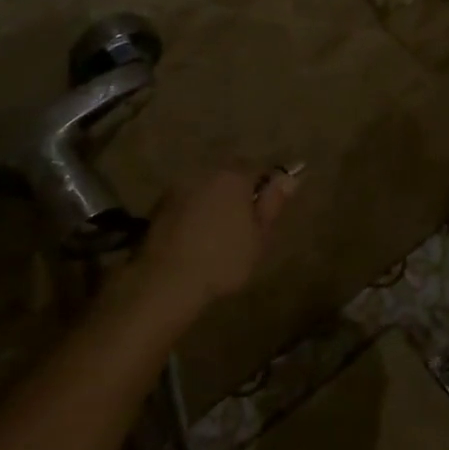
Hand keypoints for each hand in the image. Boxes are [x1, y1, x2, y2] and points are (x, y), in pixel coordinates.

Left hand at [135, 168, 297, 312]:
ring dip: (215, 199)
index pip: (258, 167)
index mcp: (234, 177)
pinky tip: (196, 235)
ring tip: (219, 229)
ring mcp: (179, 187)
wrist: (167, 282)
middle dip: (239, 190)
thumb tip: (288, 177)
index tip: (269, 207)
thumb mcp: (259, 236)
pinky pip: (188, 200)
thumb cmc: (223, 260)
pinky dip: (195, 211)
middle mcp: (205, 172)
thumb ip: (273, 203)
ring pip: (206, 186)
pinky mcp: (159, 205)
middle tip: (245, 220)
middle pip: (229, 173)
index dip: (266, 185)